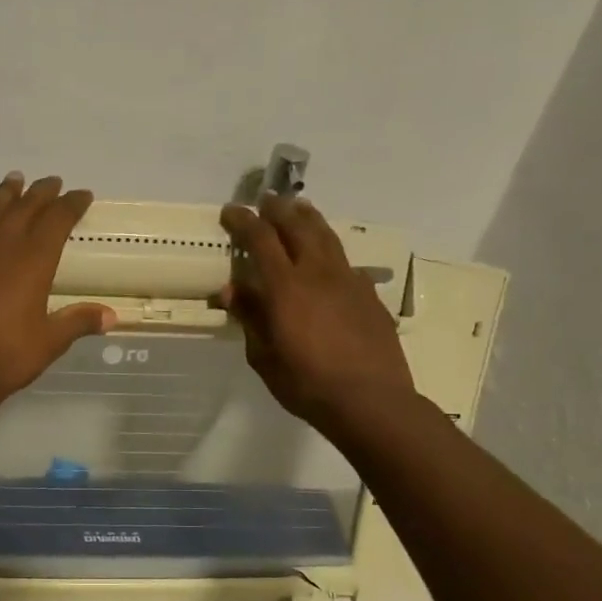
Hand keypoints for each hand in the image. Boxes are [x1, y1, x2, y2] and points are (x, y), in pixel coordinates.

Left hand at [0, 174, 114, 423]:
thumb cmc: (4, 357)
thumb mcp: (49, 343)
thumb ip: (78, 322)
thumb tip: (112, 316)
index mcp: (34, 261)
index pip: (58, 220)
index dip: (72, 205)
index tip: (82, 195)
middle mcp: (2, 245)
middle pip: (25, 208)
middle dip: (41, 193)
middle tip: (52, 182)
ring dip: (4, 194)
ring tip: (14, 180)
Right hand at [219, 195, 414, 431]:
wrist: (371, 400)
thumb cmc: (307, 384)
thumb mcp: (264, 357)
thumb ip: (250, 318)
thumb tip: (232, 289)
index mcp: (286, 287)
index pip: (261, 239)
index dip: (243, 221)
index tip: (230, 210)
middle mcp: (318, 273)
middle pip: (297, 226)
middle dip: (278, 210)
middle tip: (265, 200)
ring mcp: (348, 280)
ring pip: (326, 236)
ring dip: (308, 218)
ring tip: (298, 208)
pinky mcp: (369, 294)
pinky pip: (345, 261)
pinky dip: (329, 250)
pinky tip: (327, 259)